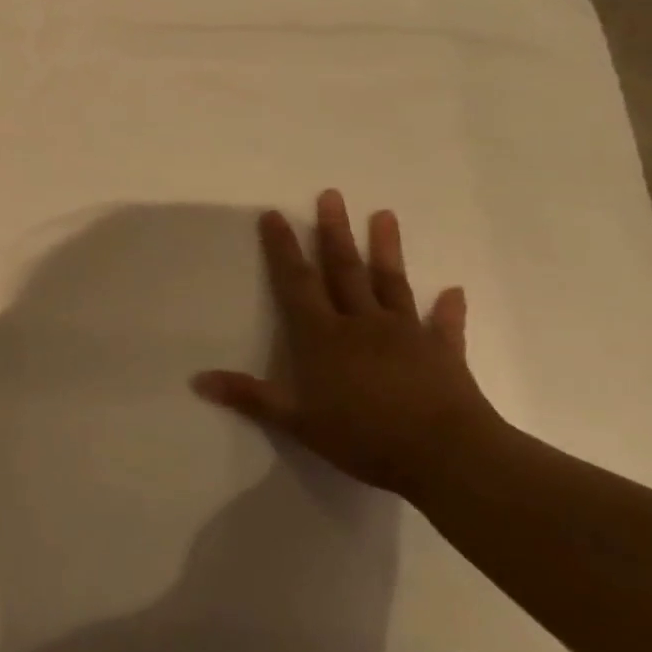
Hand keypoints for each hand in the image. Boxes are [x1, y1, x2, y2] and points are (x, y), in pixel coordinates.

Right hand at [192, 190, 502, 498]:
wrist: (446, 456)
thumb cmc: (363, 436)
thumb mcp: (296, 421)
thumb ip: (250, 397)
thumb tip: (197, 380)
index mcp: (323, 336)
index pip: (297, 283)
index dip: (284, 248)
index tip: (274, 214)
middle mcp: (362, 324)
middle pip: (344, 270)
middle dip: (334, 232)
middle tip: (331, 195)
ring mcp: (405, 334)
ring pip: (391, 284)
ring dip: (387, 249)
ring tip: (385, 214)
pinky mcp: (443, 354)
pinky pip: (444, 326)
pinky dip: (448, 309)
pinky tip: (454, 290)